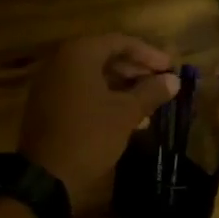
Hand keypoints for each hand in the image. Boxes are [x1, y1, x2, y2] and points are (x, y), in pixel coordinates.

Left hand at [19, 35, 178, 208]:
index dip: (149, 54)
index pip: (120, 42)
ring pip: (94, 76)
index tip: (170, 68)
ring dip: (123, 87)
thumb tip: (173, 80)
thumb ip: (151, 92)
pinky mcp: (47, 104)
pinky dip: (104, 98)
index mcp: (79, 54)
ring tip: (150, 104)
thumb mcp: (126, 113)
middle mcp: (61, 61)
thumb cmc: (89, 135)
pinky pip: (81, 91)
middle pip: (106, 57)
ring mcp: (51, 83)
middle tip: (162, 84)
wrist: (45, 175)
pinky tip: (127, 116)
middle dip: (136, 71)